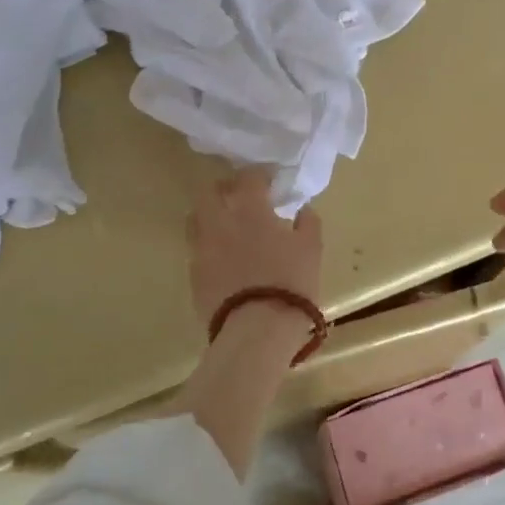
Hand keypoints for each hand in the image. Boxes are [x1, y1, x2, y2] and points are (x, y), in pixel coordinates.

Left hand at [187, 167, 324, 342]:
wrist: (256, 330)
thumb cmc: (290, 282)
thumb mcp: (311, 249)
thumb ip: (307, 222)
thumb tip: (303, 209)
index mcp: (248, 208)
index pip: (249, 177)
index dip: (261, 174)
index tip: (272, 181)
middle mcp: (218, 221)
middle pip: (210, 191)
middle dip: (225, 188)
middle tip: (242, 197)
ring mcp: (201, 249)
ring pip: (196, 219)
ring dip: (211, 216)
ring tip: (229, 227)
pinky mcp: (194, 275)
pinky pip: (198, 250)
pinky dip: (210, 246)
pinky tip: (225, 258)